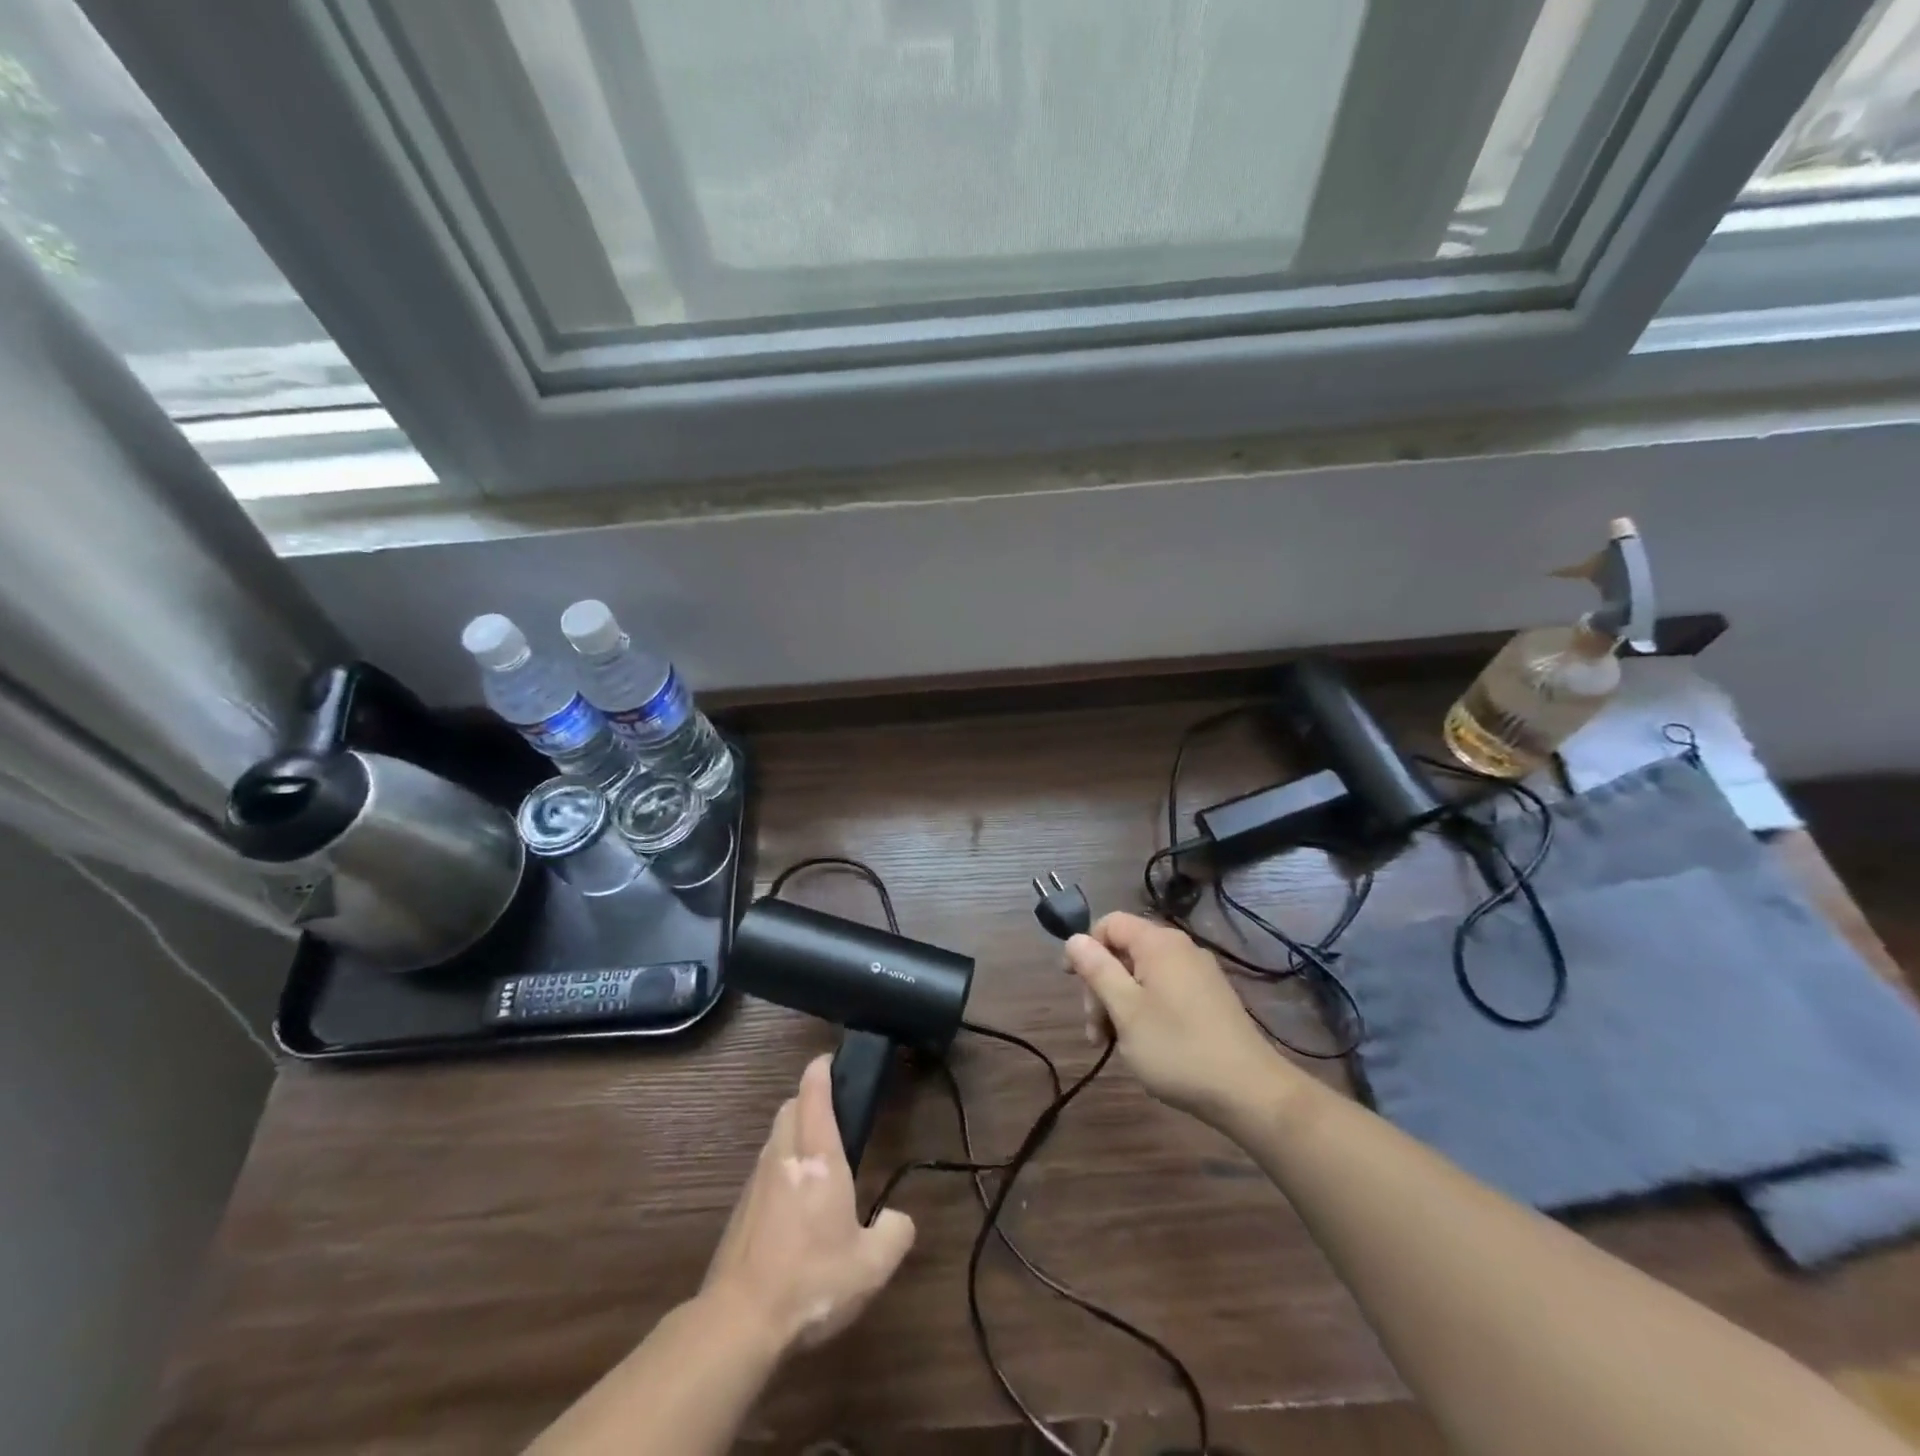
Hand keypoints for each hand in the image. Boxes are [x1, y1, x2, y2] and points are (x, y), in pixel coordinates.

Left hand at [701, 1056, 915, 1355]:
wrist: (739, 1321)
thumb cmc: (811, 1281)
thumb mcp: (871, 1266)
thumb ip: (895, 1234)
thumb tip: (898, 1218)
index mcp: (818, 1157)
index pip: (814, 1093)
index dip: (821, 1069)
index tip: (831, 1059)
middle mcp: (784, 1157)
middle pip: (791, 1108)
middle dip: (809, 1100)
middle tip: (832, 1114)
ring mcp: (757, 1182)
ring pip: (775, 1136)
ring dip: (793, 1132)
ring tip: (816, 1156)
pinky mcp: (740, 1210)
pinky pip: (764, 1168)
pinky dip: (780, 1165)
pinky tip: (793, 1200)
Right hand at [1065, 912, 1297, 1127]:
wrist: (1250, 1092)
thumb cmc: (1178, 1048)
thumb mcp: (1125, 1010)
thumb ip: (1097, 970)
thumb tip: (1075, 938)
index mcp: (1158, 944)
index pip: (1109, 923)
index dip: (1085, 947)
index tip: (1072, 983)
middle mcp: (1180, 949)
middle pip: (1124, 951)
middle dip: (1102, 986)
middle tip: (1096, 1031)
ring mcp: (1199, 973)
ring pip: (1143, 975)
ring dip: (1120, 1003)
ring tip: (1114, 1045)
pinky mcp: (1210, 998)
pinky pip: (1165, 990)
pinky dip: (1145, 1010)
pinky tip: (1144, 1044)